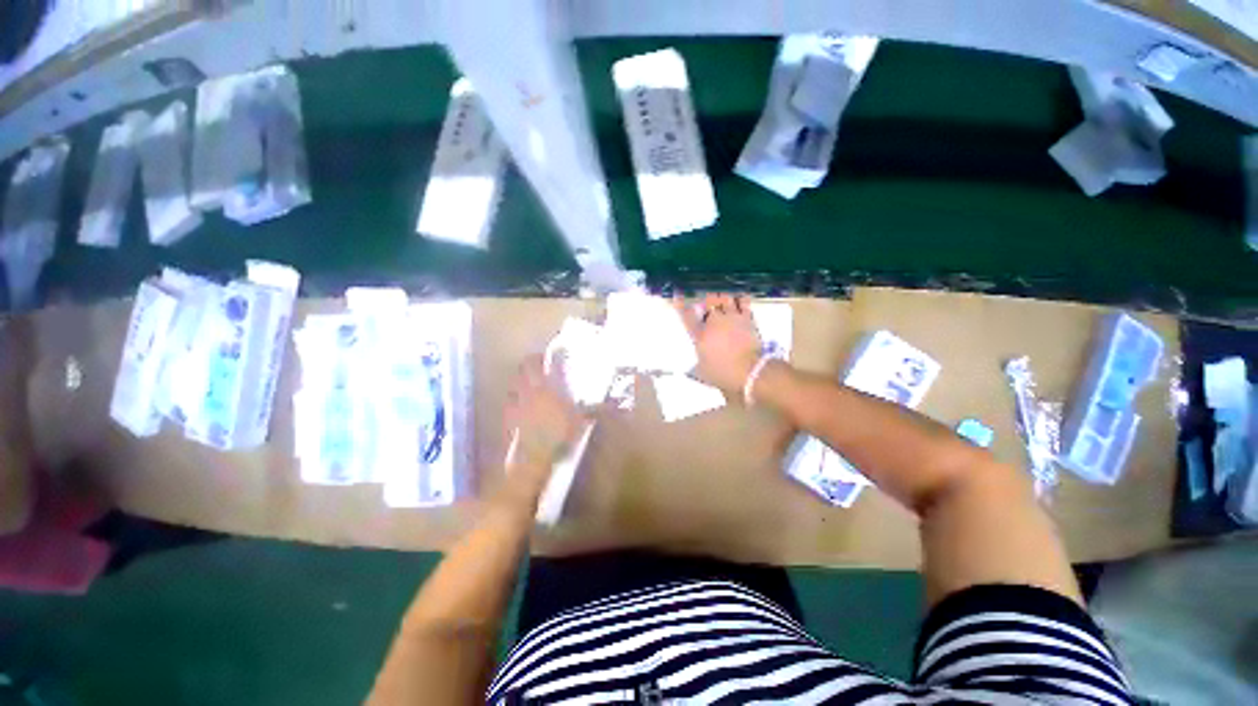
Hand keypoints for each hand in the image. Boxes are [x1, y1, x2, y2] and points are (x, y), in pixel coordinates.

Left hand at [503, 354, 585, 479]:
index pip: (538, 362)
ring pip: (513, 383)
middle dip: (530, 365)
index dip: (542, 356)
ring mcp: (516, 403)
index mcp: (546, 386)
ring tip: (530, 384)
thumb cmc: (559, 435)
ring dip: (520, 380)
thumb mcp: (580, 421)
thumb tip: (612, 404)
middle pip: (523, 368)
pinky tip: (521, 406)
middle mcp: (528, 390)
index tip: (548, 357)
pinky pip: (509, 402)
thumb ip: (593, 409)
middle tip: (539, 367)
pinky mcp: (508, 417)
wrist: (534, 457)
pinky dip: (514, 400)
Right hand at [675, 294, 762, 395]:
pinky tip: (739, 301)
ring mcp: (731, 318)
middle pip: (708, 301)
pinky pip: (743, 301)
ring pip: (725, 297)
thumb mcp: (702, 374)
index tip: (677, 295)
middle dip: (706, 301)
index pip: (686, 315)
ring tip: (723, 302)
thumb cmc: (722, 373)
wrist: (749, 371)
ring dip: (722, 298)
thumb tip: (687, 371)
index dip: (680, 304)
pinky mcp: (747, 318)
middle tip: (707, 307)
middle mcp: (714, 322)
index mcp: (700, 334)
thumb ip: (694, 369)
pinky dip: (739, 299)